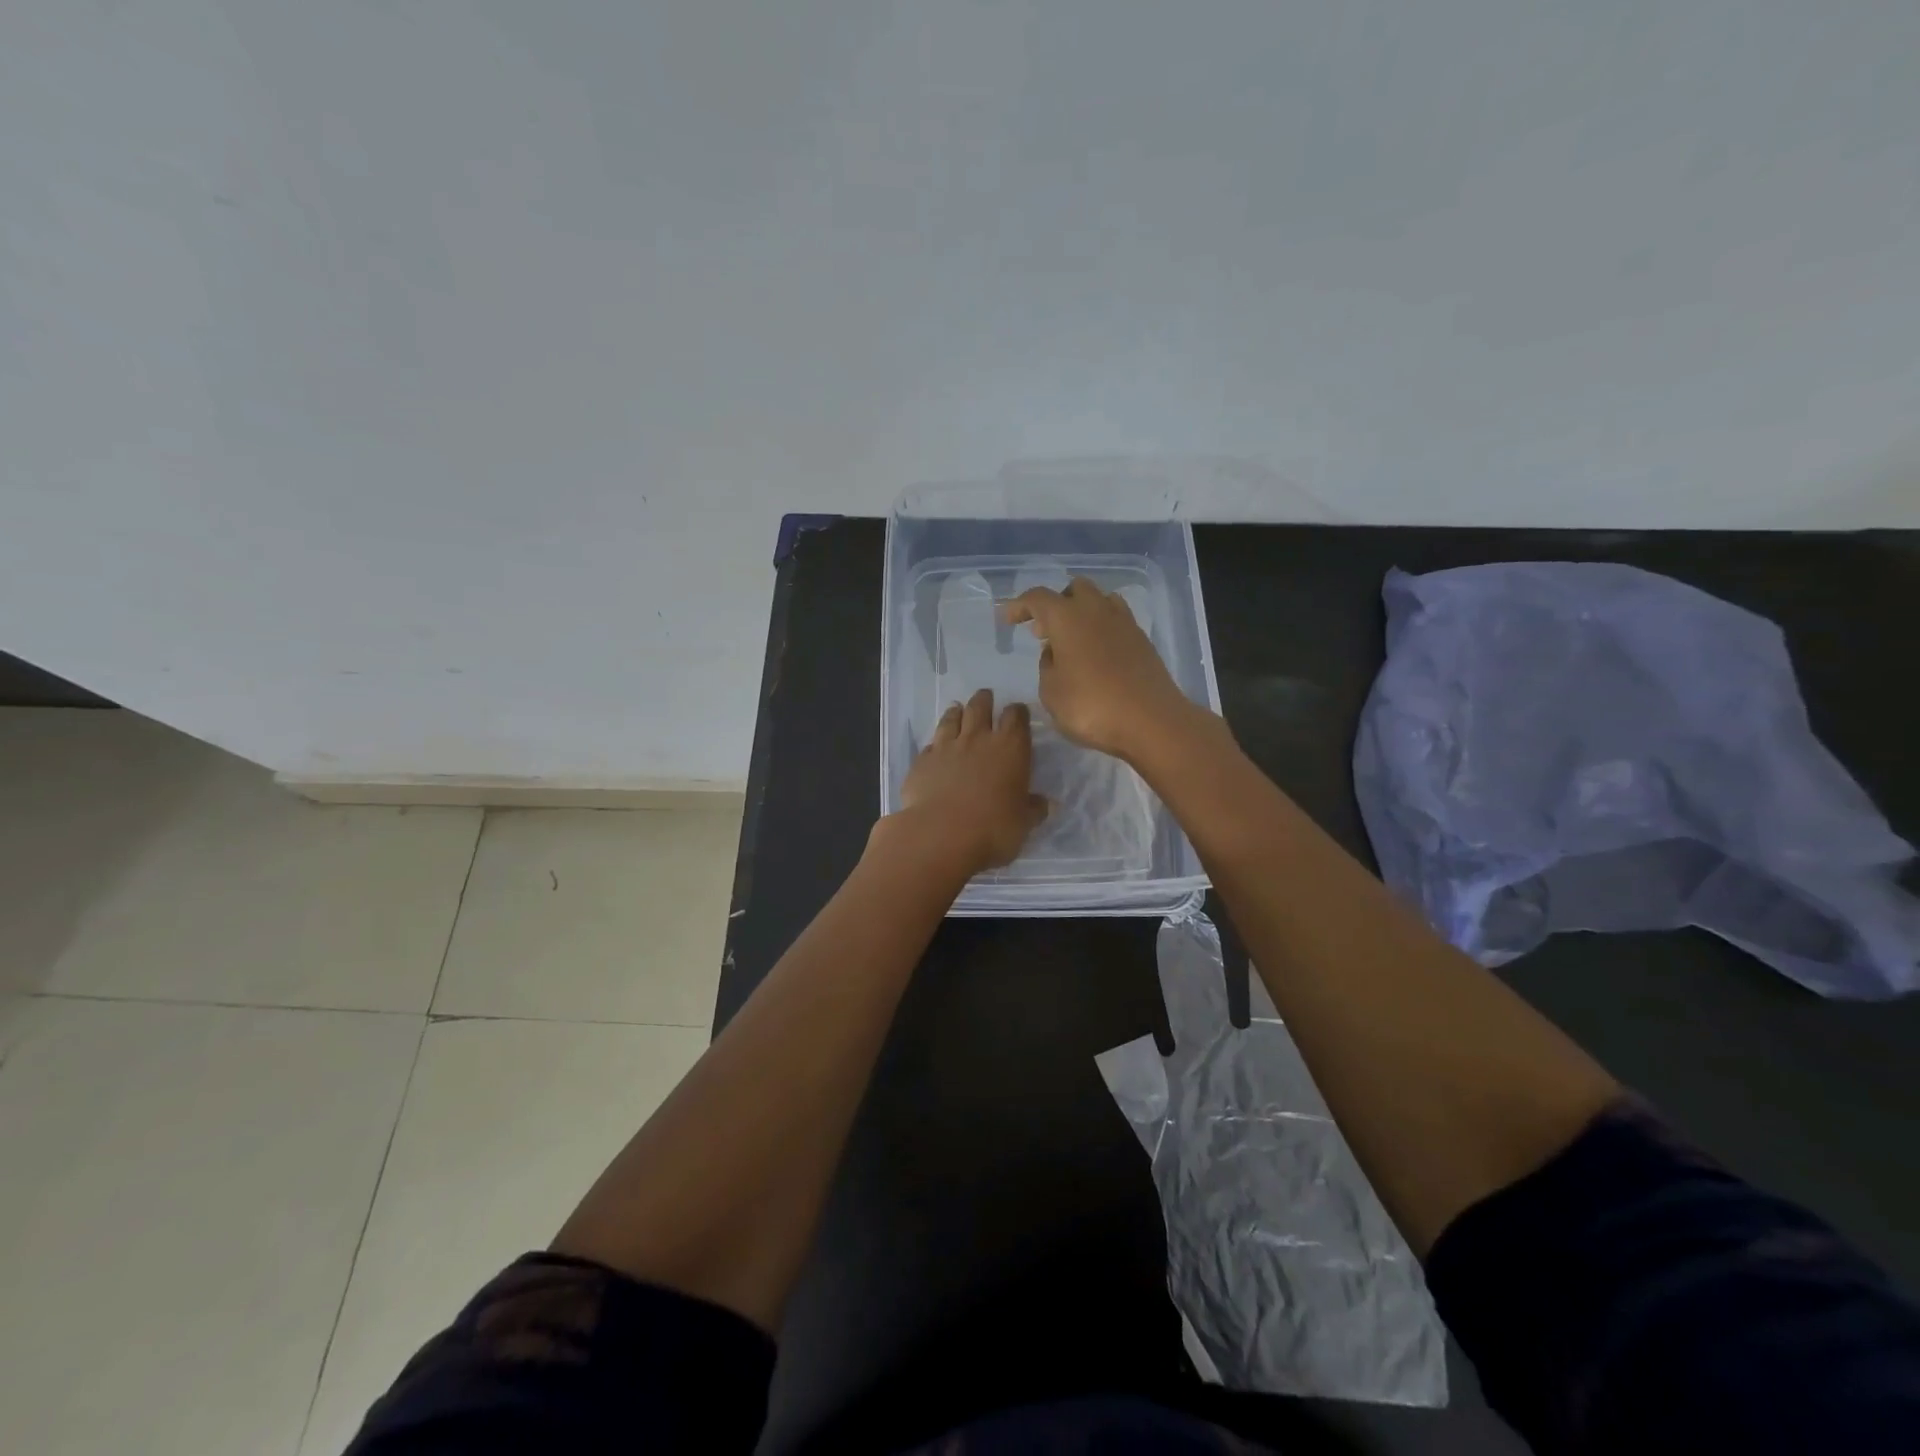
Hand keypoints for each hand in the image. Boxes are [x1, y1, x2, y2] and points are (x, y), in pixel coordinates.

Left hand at [892, 688, 1048, 872]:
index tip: (1018, 713)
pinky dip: (935, 743)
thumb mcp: (1023, 823)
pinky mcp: (922, 761)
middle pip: (980, 707)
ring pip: (951, 719)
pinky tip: (935, 748)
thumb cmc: (993, 828)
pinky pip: (930, 744)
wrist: (940, 834)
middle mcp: (978, 738)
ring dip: (956, 712)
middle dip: (984, 700)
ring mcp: (946, 747)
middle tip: (986, 697)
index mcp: (1010, 748)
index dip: (1018, 712)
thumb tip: (1044, 804)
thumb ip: (1033, 809)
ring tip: (957, 709)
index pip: (1016, 717)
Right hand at [1002, 577, 1203, 762]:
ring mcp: (1124, 623)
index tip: (1007, 618)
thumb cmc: (1091, 707)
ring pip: (1099, 600)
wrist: (1152, 721)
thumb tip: (1055, 652)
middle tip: (1042, 630)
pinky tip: (1095, 652)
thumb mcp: (1051, 693)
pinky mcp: (1142, 640)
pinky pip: (1116, 620)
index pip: (1037, 598)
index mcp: (1067, 618)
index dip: (1019, 605)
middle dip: (1055, 604)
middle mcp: (1096, 610)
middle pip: (1073, 589)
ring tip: (1071, 639)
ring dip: (1081, 612)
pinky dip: (1101, 628)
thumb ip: (1047, 667)